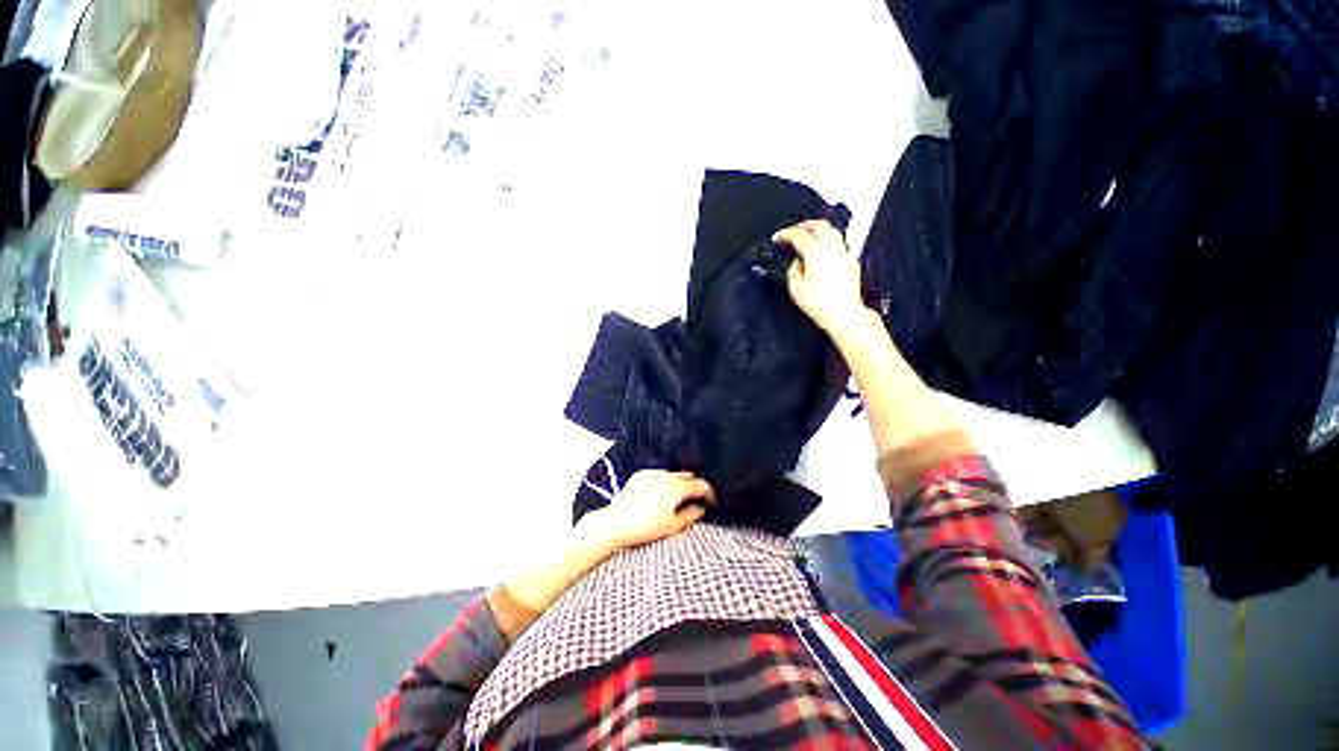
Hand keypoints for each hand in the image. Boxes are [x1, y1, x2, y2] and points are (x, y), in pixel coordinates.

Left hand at [592, 470, 715, 549]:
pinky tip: (657, 497)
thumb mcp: (673, 526)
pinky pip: (657, 475)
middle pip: (687, 476)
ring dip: (677, 484)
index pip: (701, 485)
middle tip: (693, 501)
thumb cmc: (646, 527)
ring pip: (672, 475)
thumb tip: (700, 509)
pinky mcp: (640, 475)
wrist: (617, 522)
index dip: (709, 493)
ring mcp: (653, 473)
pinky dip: (662, 483)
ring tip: (673, 501)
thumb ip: (691, 515)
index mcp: (678, 488)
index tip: (710, 502)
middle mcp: (667, 476)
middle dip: (693, 487)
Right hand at [775, 220, 866, 334]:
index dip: (785, 234)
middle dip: (805, 225)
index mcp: (815, 252)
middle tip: (795, 230)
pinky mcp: (852, 263)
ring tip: (810, 239)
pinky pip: (840, 247)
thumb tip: (797, 264)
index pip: (798, 234)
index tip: (778, 238)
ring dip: (819, 232)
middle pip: (820, 225)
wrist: (843, 314)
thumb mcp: (795, 288)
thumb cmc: (820, 303)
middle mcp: (832, 249)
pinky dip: (829, 245)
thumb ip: (793, 270)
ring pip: (833, 233)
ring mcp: (844, 254)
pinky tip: (824, 255)